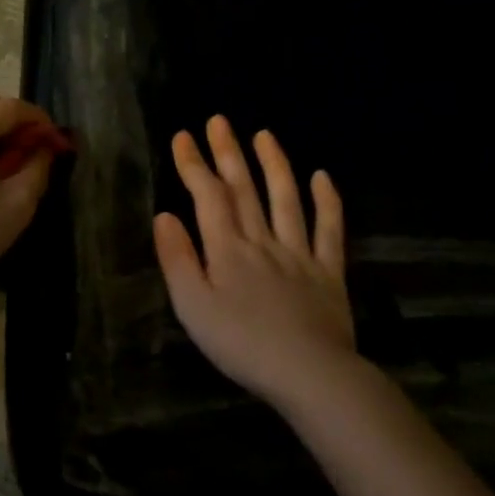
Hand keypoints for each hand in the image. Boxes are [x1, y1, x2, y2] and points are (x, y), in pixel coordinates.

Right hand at [153, 117, 354, 404]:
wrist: (308, 374)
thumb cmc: (240, 344)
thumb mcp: (192, 306)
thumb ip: (177, 259)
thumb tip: (165, 216)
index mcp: (226, 250)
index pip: (208, 197)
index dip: (194, 164)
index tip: (184, 136)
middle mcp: (262, 241)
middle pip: (244, 190)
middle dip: (228, 153)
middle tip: (219, 121)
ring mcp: (299, 254)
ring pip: (286, 200)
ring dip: (274, 165)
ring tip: (264, 135)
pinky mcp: (328, 272)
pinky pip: (329, 230)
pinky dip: (327, 202)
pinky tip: (323, 177)